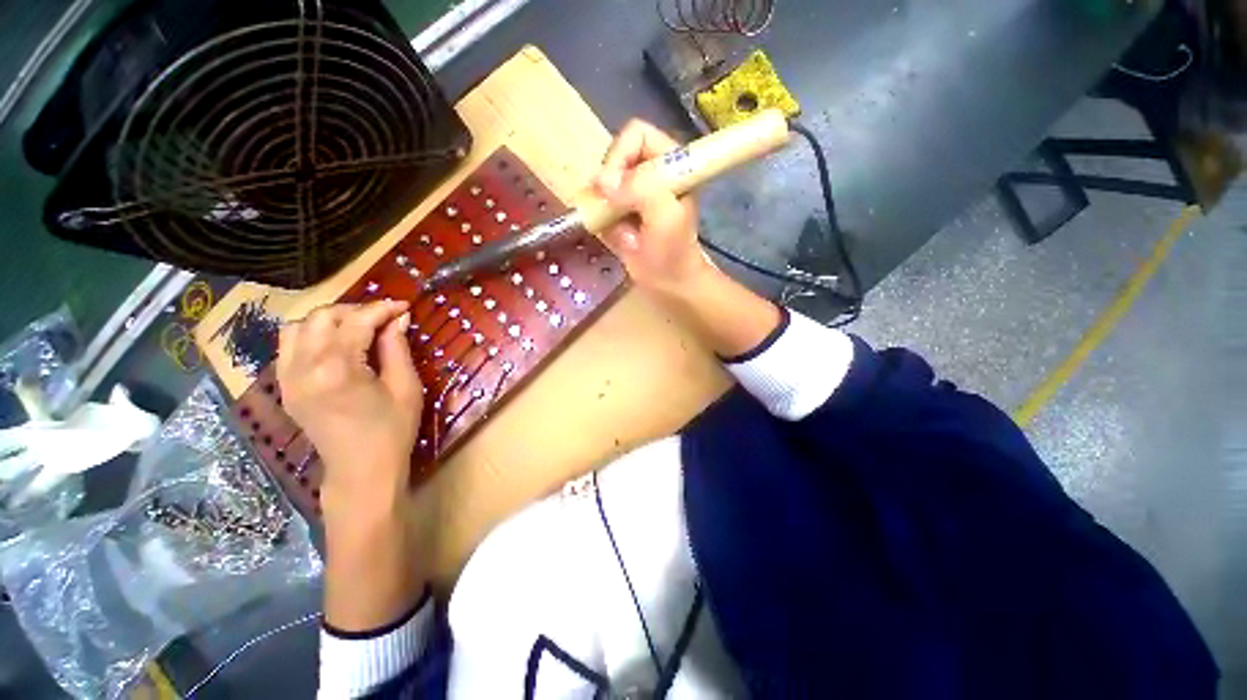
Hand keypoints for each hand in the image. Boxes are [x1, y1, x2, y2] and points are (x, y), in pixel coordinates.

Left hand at [277, 300, 421, 518]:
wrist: (361, 471)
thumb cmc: (392, 430)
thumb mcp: (405, 387)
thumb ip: (397, 348)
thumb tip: (399, 319)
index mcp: (338, 369)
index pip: (356, 322)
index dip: (382, 309)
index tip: (403, 306)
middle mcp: (304, 368)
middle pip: (321, 317)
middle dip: (355, 310)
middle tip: (383, 318)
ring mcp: (287, 378)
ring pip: (297, 327)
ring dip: (329, 320)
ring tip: (357, 328)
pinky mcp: (284, 387)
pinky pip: (289, 347)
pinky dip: (311, 336)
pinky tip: (335, 345)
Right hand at [593, 119, 711, 292]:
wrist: (669, 284)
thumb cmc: (673, 251)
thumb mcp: (665, 216)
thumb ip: (641, 189)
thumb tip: (603, 181)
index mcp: (669, 162)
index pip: (636, 135)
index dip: (620, 155)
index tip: (612, 186)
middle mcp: (649, 171)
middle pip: (614, 156)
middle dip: (608, 185)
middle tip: (611, 210)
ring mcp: (632, 192)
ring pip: (602, 182)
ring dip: (603, 206)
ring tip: (619, 229)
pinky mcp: (618, 211)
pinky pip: (597, 205)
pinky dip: (600, 220)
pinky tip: (617, 237)